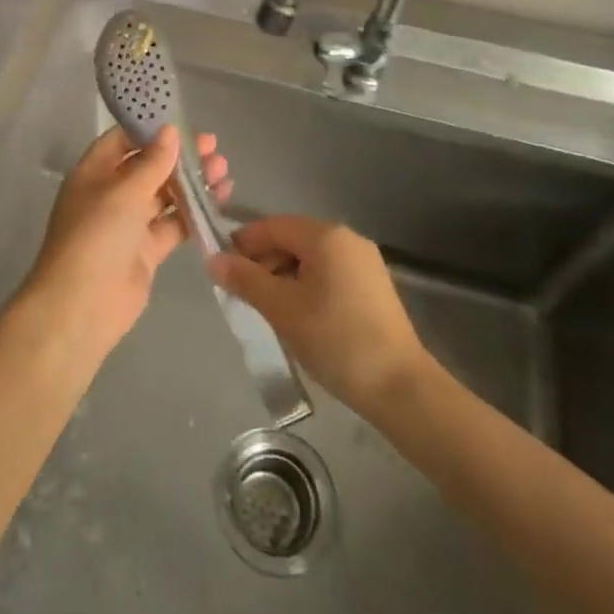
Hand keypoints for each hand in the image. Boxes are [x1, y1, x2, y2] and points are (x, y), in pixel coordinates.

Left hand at [23, 126, 232, 357]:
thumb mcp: (124, 192)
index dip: (150, 130)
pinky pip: (173, 224)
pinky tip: (219, 199)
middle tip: (212, 147)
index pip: (122, 140)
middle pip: (148, 166)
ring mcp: (128, 223)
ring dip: (191, 182)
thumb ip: (152, 162)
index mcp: (93, 173)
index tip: (182, 122)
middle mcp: (110, 194)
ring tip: (223, 170)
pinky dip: (194, 212)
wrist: (82, 306)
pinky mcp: (146, 250)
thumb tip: (169, 131)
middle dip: (178, 156)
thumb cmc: (96, 236)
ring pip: (164, 195)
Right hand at [207, 216, 428, 416]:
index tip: (221, 270)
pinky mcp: (372, 287)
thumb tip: (212, 259)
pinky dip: (306, 286)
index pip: (272, 226)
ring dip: (283, 277)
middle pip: (292, 239)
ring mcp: (364, 262)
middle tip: (242, 295)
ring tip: (267, 310)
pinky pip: (328, 274)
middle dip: (263, 262)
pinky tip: (298, 316)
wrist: (401, 388)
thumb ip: (246, 280)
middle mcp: (347, 239)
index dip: (243, 244)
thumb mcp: (282, 309)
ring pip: (310, 258)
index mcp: (326, 235)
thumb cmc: (336, 340)